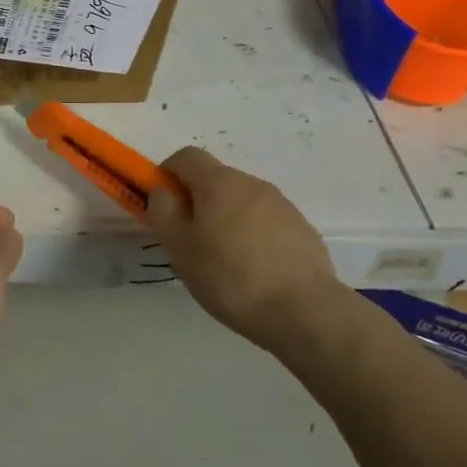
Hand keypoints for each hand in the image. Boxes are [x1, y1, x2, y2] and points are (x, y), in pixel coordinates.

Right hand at [146, 147, 345, 357]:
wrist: (304, 310)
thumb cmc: (229, 276)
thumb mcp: (179, 247)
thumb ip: (163, 211)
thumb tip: (163, 191)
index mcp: (219, 182)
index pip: (186, 156)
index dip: (167, 174)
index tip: (163, 206)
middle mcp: (252, 183)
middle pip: (215, 180)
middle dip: (197, 202)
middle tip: (189, 242)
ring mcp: (282, 205)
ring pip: (241, 203)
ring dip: (226, 221)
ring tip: (223, 264)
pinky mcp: (302, 230)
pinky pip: (266, 224)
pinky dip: (253, 238)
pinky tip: (254, 273)